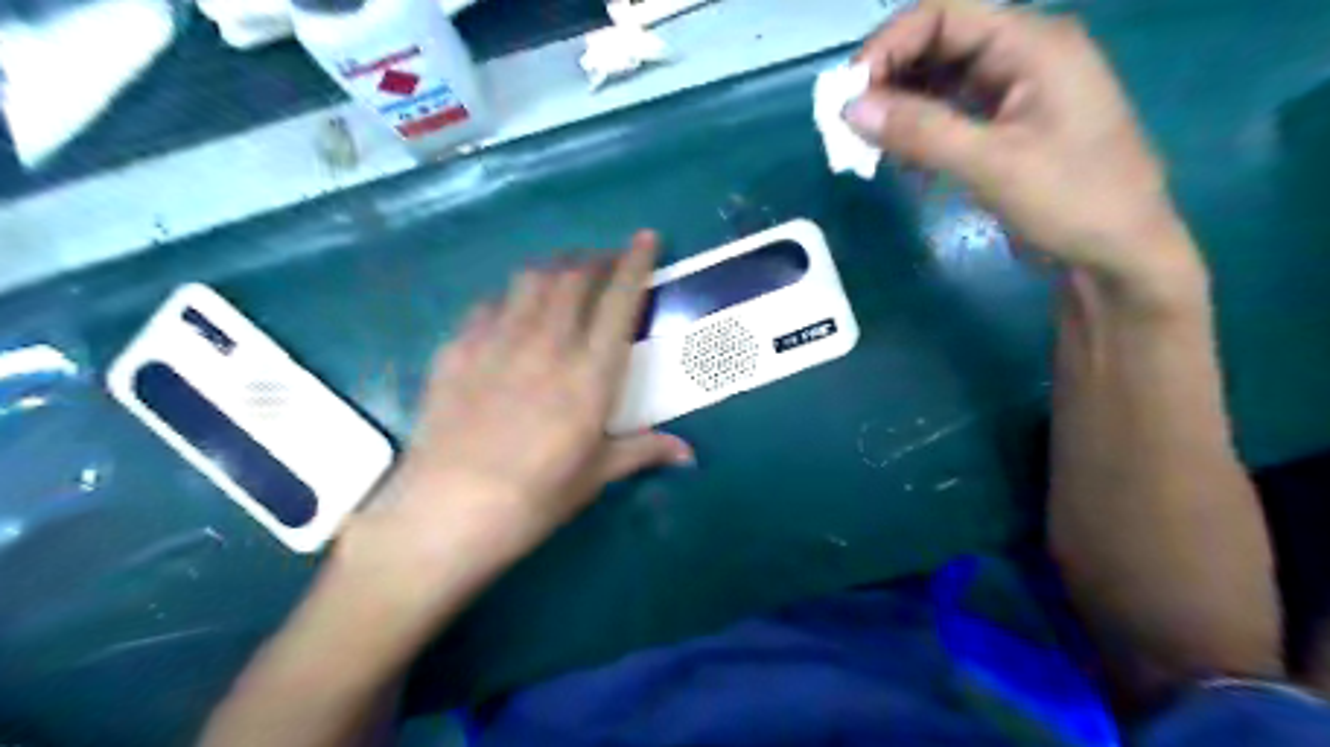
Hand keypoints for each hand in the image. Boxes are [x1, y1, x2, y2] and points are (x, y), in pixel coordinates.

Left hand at [361, 230, 696, 564]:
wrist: (448, 511)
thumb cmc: (534, 498)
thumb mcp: (595, 475)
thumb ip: (643, 451)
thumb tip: (688, 454)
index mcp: (591, 374)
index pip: (619, 300)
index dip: (635, 262)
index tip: (646, 238)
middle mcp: (548, 343)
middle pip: (573, 277)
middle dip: (594, 259)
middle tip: (603, 263)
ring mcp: (498, 341)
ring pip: (530, 279)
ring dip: (553, 268)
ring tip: (562, 277)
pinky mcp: (458, 349)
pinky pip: (489, 304)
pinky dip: (510, 297)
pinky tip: (510, 312)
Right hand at [850, 0, 1207, 303]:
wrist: (1118, 256)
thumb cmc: (1071, 202)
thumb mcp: (992, 164)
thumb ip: (920, 131)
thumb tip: (850, 107)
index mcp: (1032, 43)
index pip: (944, 14)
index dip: (889, 44)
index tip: (848, 92)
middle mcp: (1021, 56)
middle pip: (938, 44)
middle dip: (888, 78)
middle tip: (849, 124)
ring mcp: (1013, 93)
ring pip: (938, 82)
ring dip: (899, 107)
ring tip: (866, 144)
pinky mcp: (1003, 129)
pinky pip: (948, 114)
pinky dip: (918, 132)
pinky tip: (899, 159)